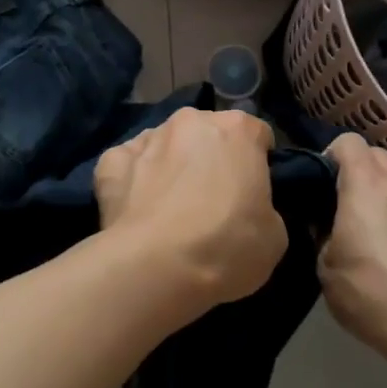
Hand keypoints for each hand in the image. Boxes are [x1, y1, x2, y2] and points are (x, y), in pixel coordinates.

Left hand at [95, 107, 286, 307]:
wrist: (157, 267)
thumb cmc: (228, 246)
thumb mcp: (274, 234)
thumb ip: (263, 207)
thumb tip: (248, 209)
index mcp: (238, 129)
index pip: (256, 134)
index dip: (256, 162)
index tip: (253, 191)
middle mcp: (191, 121)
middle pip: (207, 133)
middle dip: (210, 157)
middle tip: (211, 199)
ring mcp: (148, 138)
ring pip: (165, 145)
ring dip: (170, 165)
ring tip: (168, 208)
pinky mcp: (112, 161)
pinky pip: (127, 164)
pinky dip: (132, 179)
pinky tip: (136, 208)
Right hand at [320, 135, 386, 374]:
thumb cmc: (374, 292)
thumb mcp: (326, 269)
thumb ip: (322, 236)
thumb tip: (326, 225)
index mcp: (365, 184)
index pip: (347, 142)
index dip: (330, 157)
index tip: (320, 186)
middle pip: (375, 156)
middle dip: (356, 173)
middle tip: (341, 208)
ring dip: (382, 196)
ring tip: (371, 234)